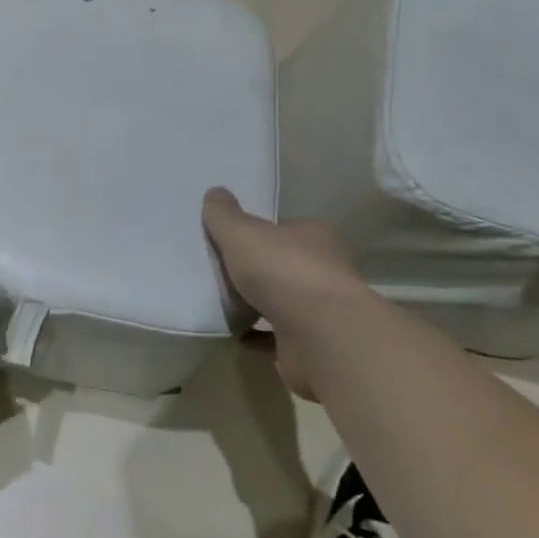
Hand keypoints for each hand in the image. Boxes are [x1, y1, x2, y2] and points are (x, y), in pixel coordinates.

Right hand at [203, 188, 371, 399]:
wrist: (321, 337)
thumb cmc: (284, 271)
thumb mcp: (242, 233)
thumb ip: (224, 215)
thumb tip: (215, 192)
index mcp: (315, 238)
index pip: (287, 228)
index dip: (261, 232)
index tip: (233, 238)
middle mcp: (324, 271)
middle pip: (284, 265)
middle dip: (257, 268)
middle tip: (221, 268)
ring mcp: (320, 311)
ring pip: (282, 302)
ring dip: (256, 303)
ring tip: (220, 300)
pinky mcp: (310, 345)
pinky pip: (275, 336)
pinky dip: (255, 334)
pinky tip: (231, 331)